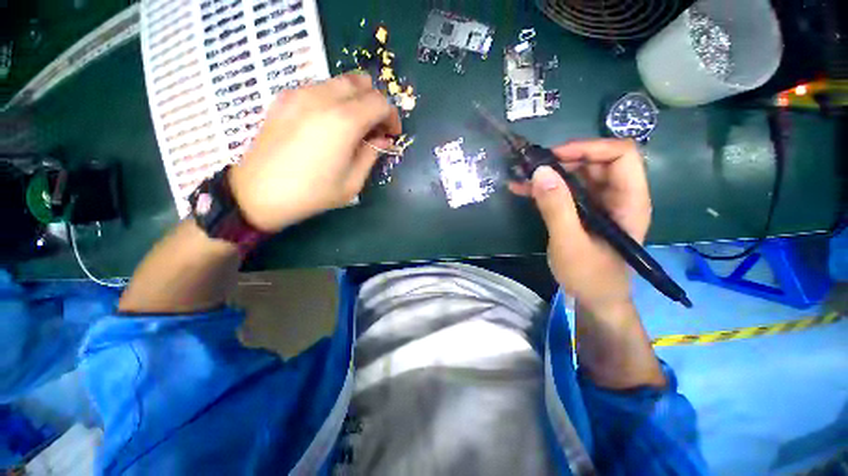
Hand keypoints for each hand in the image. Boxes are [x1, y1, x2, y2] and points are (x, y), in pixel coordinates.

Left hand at [229, 73, 400, 232]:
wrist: (259, 193)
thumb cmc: (312, 193)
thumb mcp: (352, 182)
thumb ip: (372, 155)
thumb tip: (383, 140)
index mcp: (344, 122)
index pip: (380, 102)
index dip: (392, 117)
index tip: (391, 135)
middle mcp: (323, 98)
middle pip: (361, 83)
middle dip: (375, 103)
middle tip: (375, 128)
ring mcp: (300, 93)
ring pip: (339, 81)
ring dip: (355, 99)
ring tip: (353, 125)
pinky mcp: (284, 97)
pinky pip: (319, 87)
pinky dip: (334, 98)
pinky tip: (329, 123)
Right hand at [509, 139, 650, 312]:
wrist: (593, 299)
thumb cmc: (590, 276)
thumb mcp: (570, 243)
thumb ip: (557, 208)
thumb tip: (540, 171)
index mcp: (629, 200)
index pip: (621, 155)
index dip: (590, 148)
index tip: (555, 156)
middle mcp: (617, 196)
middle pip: (596, 162)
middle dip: (563, 159)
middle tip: (532, 167)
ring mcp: (599, 204)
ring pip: (577, 175)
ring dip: (549, 173)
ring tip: (521, 176)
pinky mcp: (582, 212)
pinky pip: (565, 191)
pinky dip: (544, 188)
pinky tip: (521, 189)